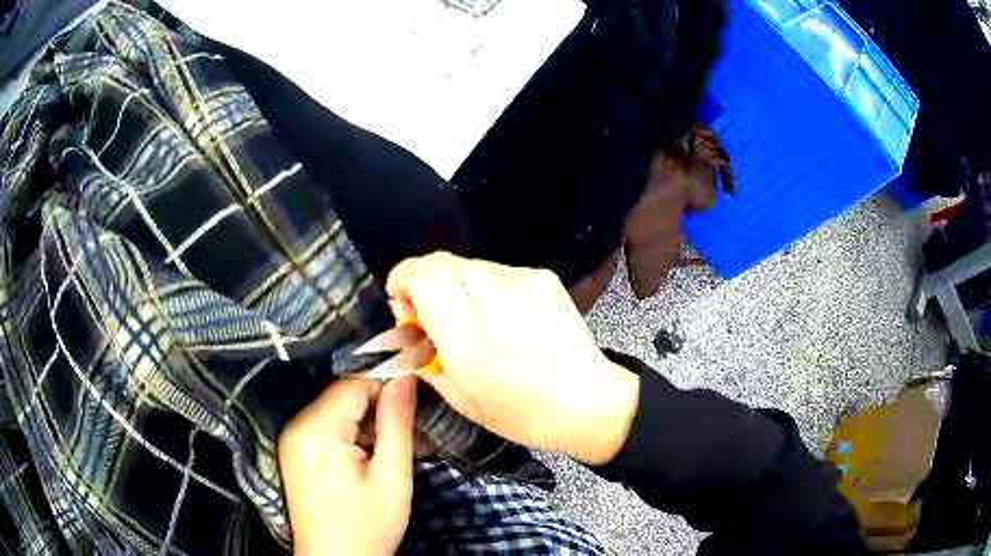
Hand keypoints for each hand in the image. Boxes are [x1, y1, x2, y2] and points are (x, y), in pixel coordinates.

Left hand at [278, 376, 416, 554]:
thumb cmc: (368, 526)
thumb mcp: (392, 478)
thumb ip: (397, 423)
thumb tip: (406, 376)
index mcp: (317, 430)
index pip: (354, 384)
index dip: (387, 384)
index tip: (418, 390)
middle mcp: (297, 426)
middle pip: (342, 395)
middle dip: (378, 404)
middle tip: (411, 424)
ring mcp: (292, 439)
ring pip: (336, 410)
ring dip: (367, 420)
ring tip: (395, 443)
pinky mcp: (295, 451)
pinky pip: (326, 426)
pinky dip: (351, 432)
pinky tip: (372, 453)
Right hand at [386, 252, 639, 464]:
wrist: (587, 401)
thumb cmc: (520, 414)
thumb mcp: (460, 398)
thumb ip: (423, 355)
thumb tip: (406, 323)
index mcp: (466, 336)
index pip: (420, 276)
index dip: (402, 279)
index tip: (401, 301)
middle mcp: (491, 299)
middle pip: (439, 262)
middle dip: (424, 280)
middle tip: (429, 311)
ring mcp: (521, 282)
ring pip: (467, 264)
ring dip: (454, 284)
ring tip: (467, 316)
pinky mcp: (542, 277)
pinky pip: (496, 271)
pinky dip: (483, 287)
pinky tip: (497, 315)